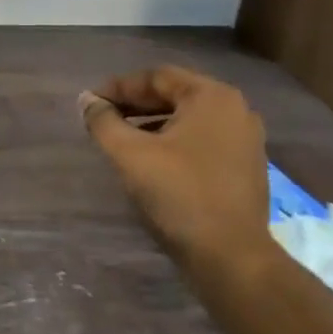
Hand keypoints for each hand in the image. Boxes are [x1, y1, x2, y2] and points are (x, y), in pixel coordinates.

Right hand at [80, 65, 272, 270]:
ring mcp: (245, 138)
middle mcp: (235, 109)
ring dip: (152, 122)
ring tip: (120, 138)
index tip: (90, 103)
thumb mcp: (130, 154)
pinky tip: (150, 158)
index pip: (156, 77)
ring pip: (188, 118)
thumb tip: (87, 101)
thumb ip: (103, 121)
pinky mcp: (245, 165)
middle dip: (134, 104)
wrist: (231, 256)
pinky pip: (201, 139)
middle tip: (102, 117)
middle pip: (174, 94)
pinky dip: (173, 141)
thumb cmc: (179, 194)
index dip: (118, 87)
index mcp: (212, 97)